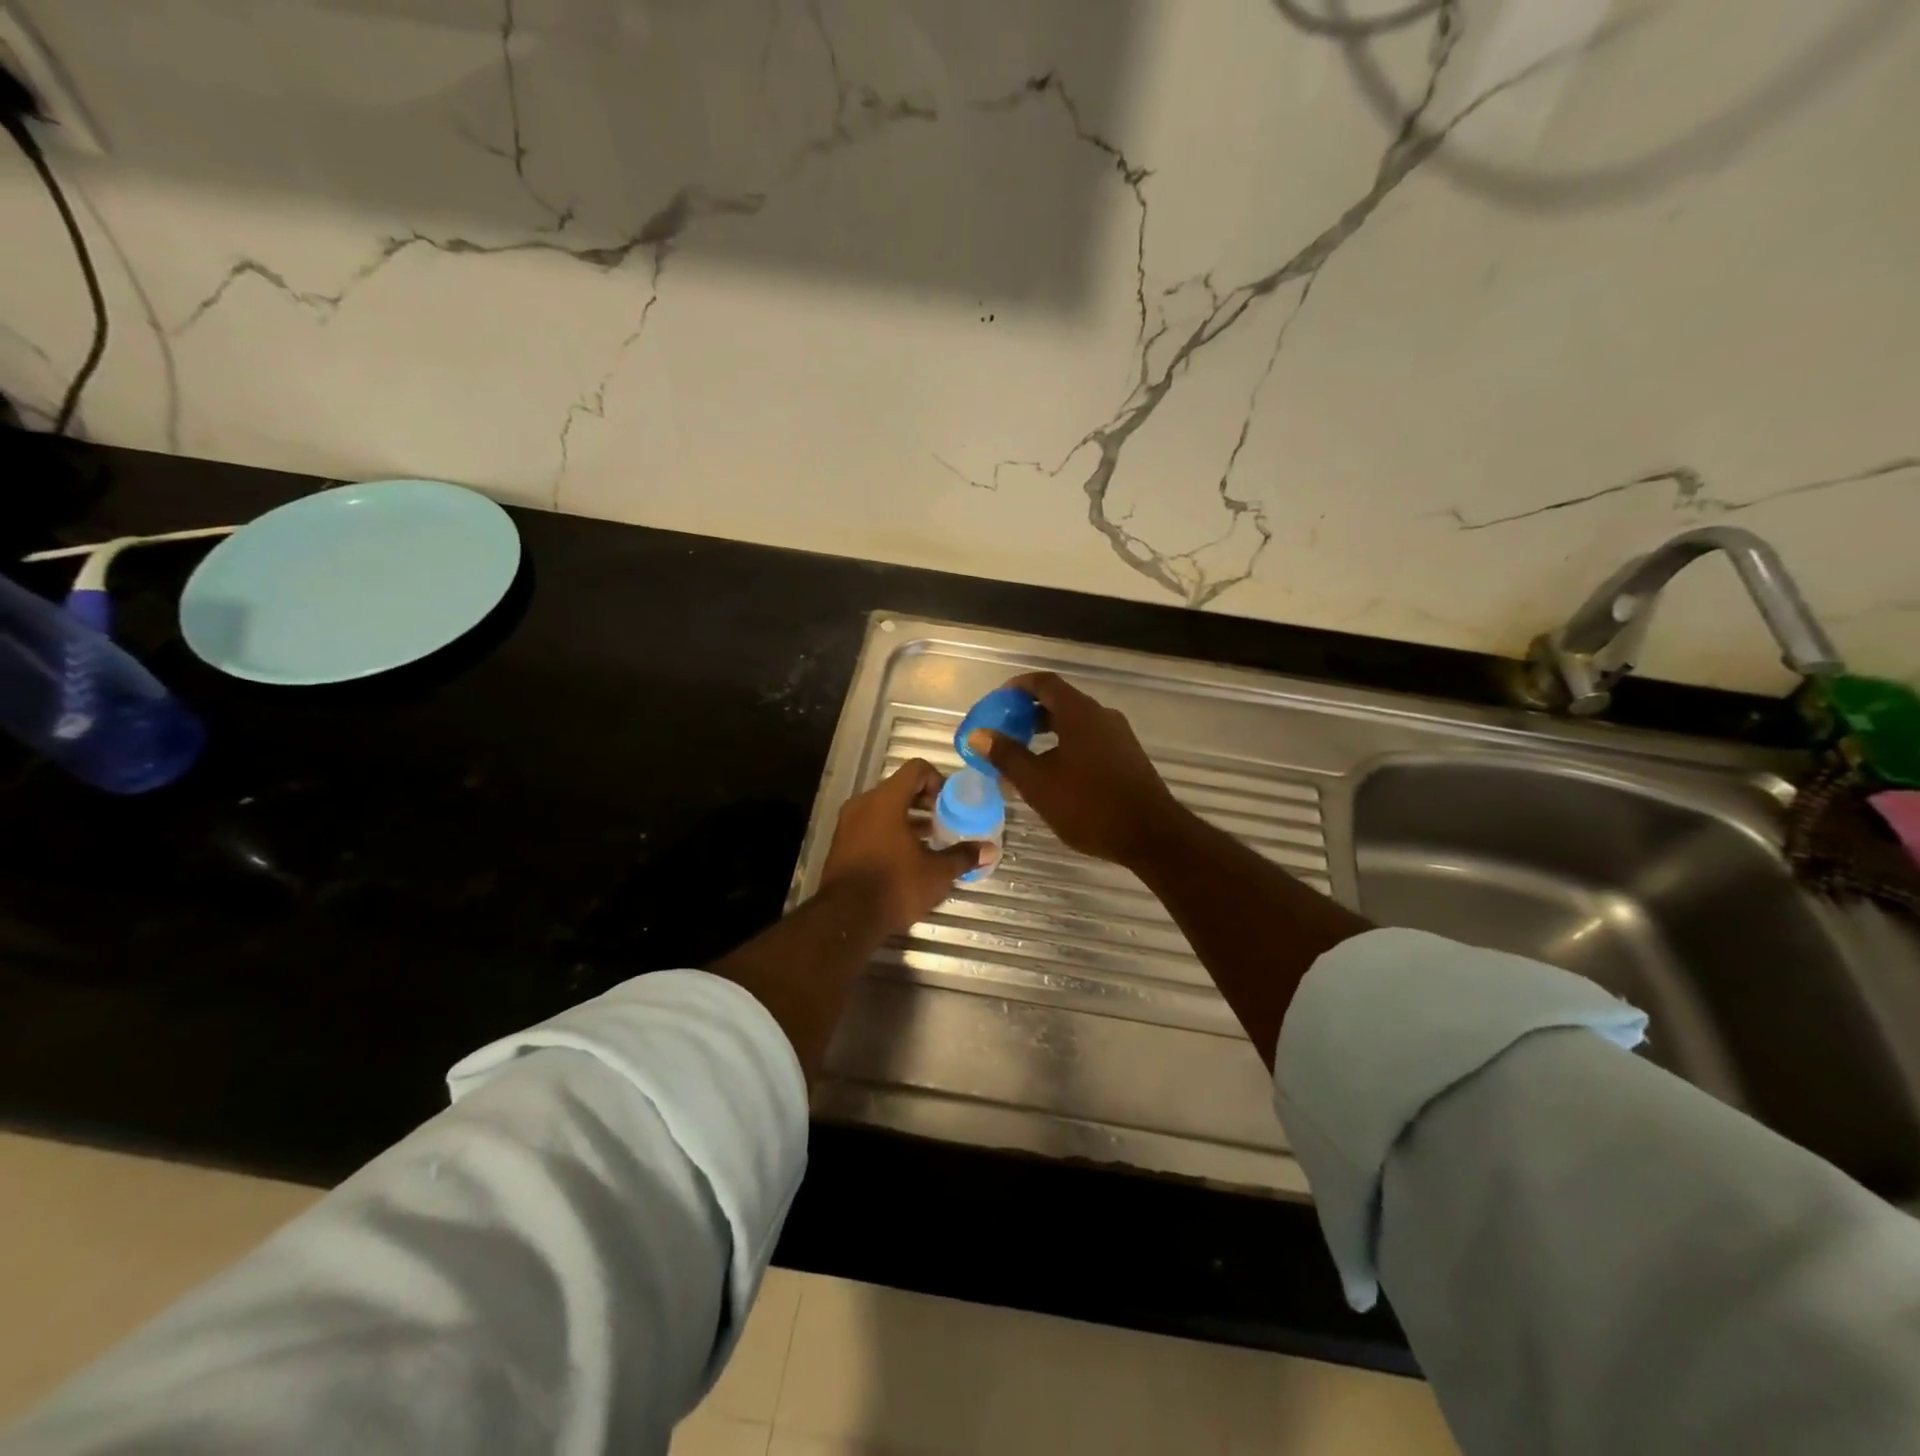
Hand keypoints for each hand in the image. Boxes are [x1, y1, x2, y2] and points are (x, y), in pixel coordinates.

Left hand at [819, 759, 986, 935]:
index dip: (938, 781)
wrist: (845, 918)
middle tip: (944, 823)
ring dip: (907, 819)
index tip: (950, 804)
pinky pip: (870, 825)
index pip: (916, 769)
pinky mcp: (841, 844)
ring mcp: (848, 824)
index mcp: (886, 800)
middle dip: (924, 802)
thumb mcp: (936, 873)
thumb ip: (963, 856)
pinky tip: (906, 857)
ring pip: (883, 808)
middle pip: (899, 787)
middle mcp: (863, 804)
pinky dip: (889, 832)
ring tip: (929, 842)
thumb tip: (990, 850)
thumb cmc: (894, 885)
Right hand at [967, 672, 1183, 866]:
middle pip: (1060, 702)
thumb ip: (1007, 756)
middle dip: (1028, 714)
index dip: (1017, 687)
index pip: (1044, 683)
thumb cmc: (1089, 805)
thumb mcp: (1038, 783)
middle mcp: (1101, 716)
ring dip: (1046, 734)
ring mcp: (1118, 737)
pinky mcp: (1127, 758)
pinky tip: (1053, 776)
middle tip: (1004, 732)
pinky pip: (1089, 741)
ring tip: (1023, 758)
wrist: (1151, 835)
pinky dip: (1065, 747)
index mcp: (1080, 713)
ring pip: (1074, 724)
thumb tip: (979, 734)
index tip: (996, 702)